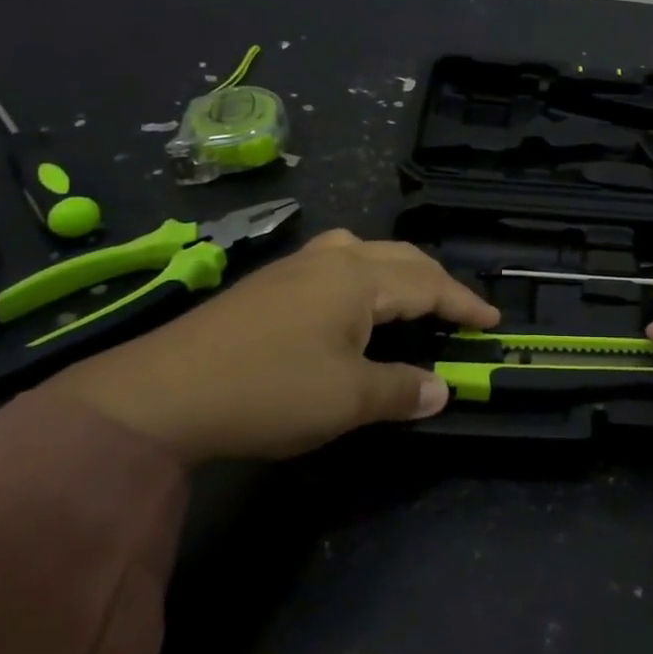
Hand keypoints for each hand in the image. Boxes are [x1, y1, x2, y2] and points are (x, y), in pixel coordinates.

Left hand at [38, 230, 498, 462]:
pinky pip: (332, 265)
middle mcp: (331, 261)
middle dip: (435, 283)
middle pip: (399, 259)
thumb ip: (401, 391)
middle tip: (457, 312)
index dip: (463, 304)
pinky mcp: (266, 286)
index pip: (428, 284)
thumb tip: (441, 390)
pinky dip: (361, 278)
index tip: (492, 321)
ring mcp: (293, 268)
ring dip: (396, 273)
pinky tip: (347, 306)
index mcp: (358, 279)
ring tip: (408, 300)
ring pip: (362, 253)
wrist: (160, 395)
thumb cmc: (269, 390)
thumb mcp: (347, 400)